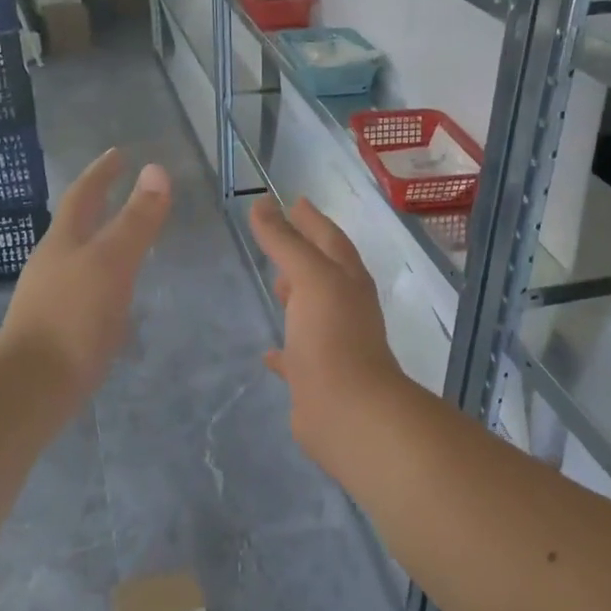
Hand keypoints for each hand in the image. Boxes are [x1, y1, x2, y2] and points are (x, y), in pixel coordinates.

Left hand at [2, 150, 171, 395]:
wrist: (34, 383)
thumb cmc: (74, 316)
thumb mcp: (112, 262)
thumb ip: (136, 220)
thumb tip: (156, 170)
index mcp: (64, 241)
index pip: (84, 195)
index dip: (102, 173)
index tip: (120, 154)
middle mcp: (52, 264)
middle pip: (76, 226)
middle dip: (99, 207)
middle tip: (124, 195)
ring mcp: (51, 298)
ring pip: (80, 261)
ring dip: (102, 247)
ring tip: (127, 246)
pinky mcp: (57, 330)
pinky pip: (85, 294)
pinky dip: (104, 284)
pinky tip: (117, 301)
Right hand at [249, 196, 407, 464]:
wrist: (347, 410)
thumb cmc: (331, 336)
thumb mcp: (309, 278)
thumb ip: (285, 241)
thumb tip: (263, 204)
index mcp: (348, 280)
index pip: (330, 238)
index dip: (312, 219)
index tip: (294, 200)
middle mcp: (345, 308)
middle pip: (324, 272)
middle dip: (305, 254)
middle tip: (278, 241)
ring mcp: (333, 343)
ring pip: (313, 311)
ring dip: (296, 296)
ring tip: (274, 285)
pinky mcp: (317, 376)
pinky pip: (298, 355)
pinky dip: (285, 348)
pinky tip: (268, 351)